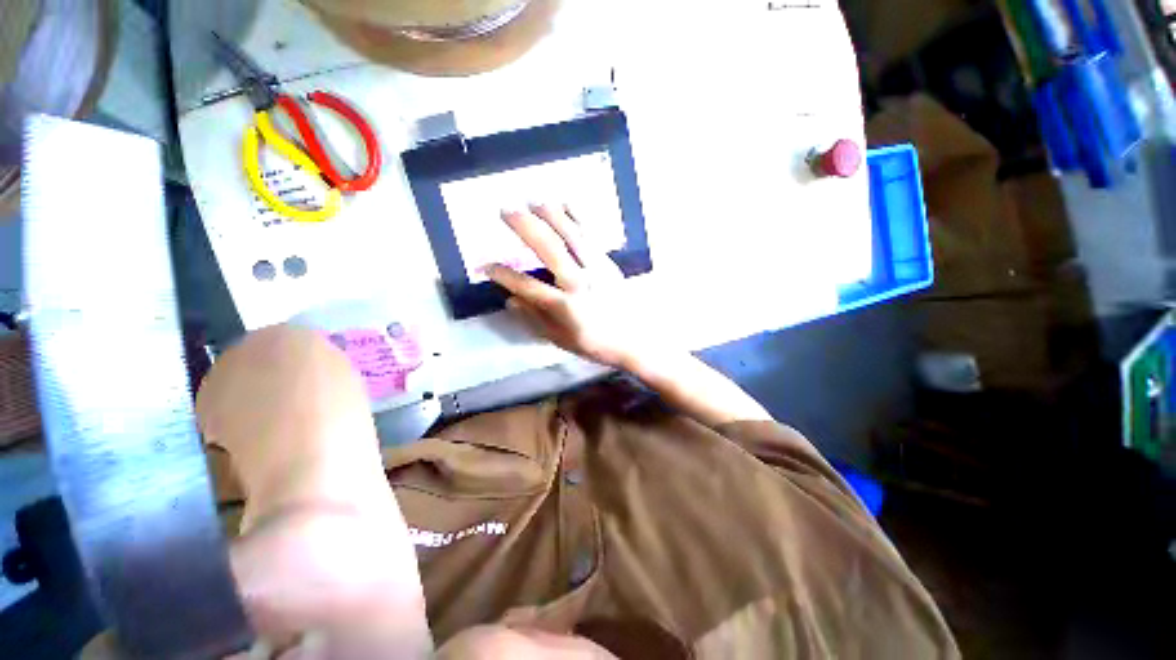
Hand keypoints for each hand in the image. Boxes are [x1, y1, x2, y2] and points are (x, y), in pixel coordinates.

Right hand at [487, 204, 653, 370]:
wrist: (633, 341)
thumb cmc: (595, 344)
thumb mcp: (560, 339)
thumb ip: (534, 319)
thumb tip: (510, 299)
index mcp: (565, 306)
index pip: (526, 286)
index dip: (503, 275)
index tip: (485, 265)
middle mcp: (579, 282)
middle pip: (549, 248)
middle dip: (524, 227)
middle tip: (505, 210)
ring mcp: (596, 269)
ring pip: (571, 235)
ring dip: (550, 215)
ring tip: (533, 200)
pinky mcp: (608, 263)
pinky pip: (591, 236)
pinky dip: (577, 217)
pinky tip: (567, 205)